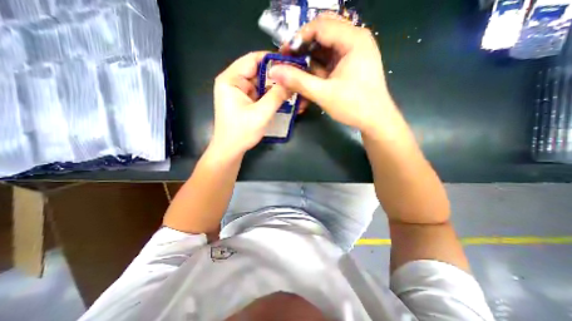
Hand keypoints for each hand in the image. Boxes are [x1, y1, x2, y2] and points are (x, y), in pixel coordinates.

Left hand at [210, 52, 290, 157]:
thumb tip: (292, 82)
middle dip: (276, 76)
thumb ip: (277, 96)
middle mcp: (233, 82)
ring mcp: (238, 92)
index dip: (272, 59)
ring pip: (260, 83)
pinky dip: (270, 95)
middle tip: (294, 79)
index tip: (291, 63)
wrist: (230, 150)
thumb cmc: (242, 132)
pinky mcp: (243, 100)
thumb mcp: (262, 113)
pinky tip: (282, 98)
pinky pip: (259, 93)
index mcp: (231, 79)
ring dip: (274, 87)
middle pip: (257, 71)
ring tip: (291, 89)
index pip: (253, 59)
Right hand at [271, 14, 395, 132]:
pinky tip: (308, 79)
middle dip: (303, 47)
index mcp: (353, 40)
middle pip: (322, 33)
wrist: (375, 120)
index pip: (320, 25)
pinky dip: (317, 69)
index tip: (284, 54)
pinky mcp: (350, 64)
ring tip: (295, 72)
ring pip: (324, 47)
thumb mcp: (324, 94)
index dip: (298, 38)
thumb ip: (298, 81)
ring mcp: (353, 53)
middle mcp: (355, 40)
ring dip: (309, 60)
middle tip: (289, 61)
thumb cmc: (354, 106)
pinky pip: (329, 60)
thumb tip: (274, 71)